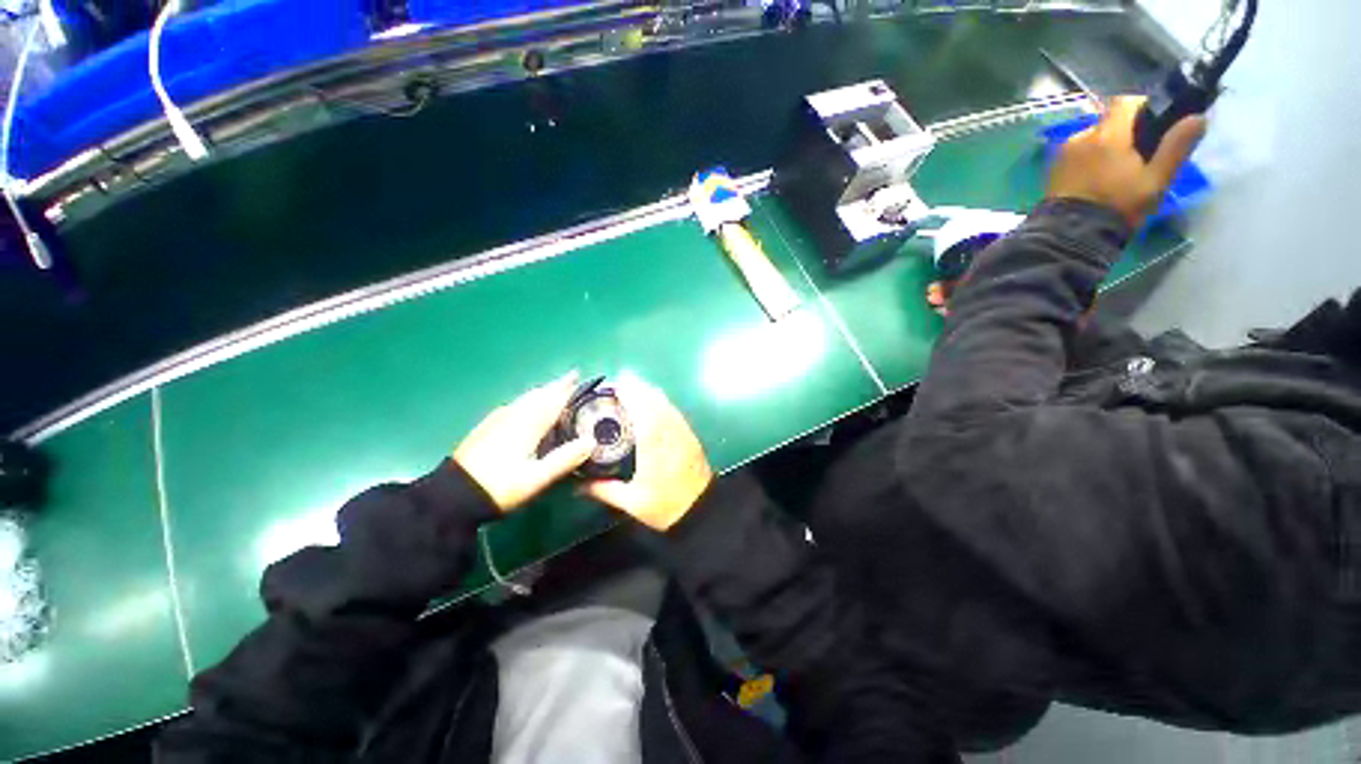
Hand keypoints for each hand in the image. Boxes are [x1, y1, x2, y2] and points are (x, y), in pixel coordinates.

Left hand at [454, 372, 594, 510]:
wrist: (452, 496)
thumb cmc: (500, 486)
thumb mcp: (537, 478)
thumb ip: (565, 458)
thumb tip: (591, 441)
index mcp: (527, 423)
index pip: (552, 398)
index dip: (566, 387)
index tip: (578, 374)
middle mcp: (512, 414)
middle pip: (538, 394)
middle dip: (555, 386)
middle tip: (571, 380)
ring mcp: (497, 420)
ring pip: (525, 399)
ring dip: (542, 393)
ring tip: (554, 392)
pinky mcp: (486, 427)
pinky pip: (515, 406)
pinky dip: (528, 402)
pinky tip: (527, 410)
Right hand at [584, 377, 713, 530]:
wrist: (702, 510)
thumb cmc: (666, 506)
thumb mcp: (632, 503)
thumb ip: (604, 490)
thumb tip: (578, 486)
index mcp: (654, 447)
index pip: (642, 413)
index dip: (631, 395)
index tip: (616, 386)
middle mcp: (670, 433)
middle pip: (654, 401)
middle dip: (638, 387)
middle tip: (619, 382)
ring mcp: (682, 431)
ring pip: (666, 403)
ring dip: (649, 392)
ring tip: (632, 386)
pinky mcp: (689, 434)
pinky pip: (673, 410)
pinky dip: (661, 400)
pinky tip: (652, 400)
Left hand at [1047, 96, 1206, 228]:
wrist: (1070, 236)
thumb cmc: (1118, 207)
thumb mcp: (1156, 180)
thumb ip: (1176, 147)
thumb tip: (1198, 117)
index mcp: (1106, 134)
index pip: (1126, 101)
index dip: (1144, 106)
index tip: (1156, 123)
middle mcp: (1081, 137)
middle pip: (1109, 121)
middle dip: (1126, 132)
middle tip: (1141, 155)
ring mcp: (1062, 154)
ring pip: (1093, 138)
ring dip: (1107, 147)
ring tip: (1119, 171)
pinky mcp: (1052, 171)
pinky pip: (1078, 155)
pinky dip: (1090, 160)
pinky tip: (1099, 180)